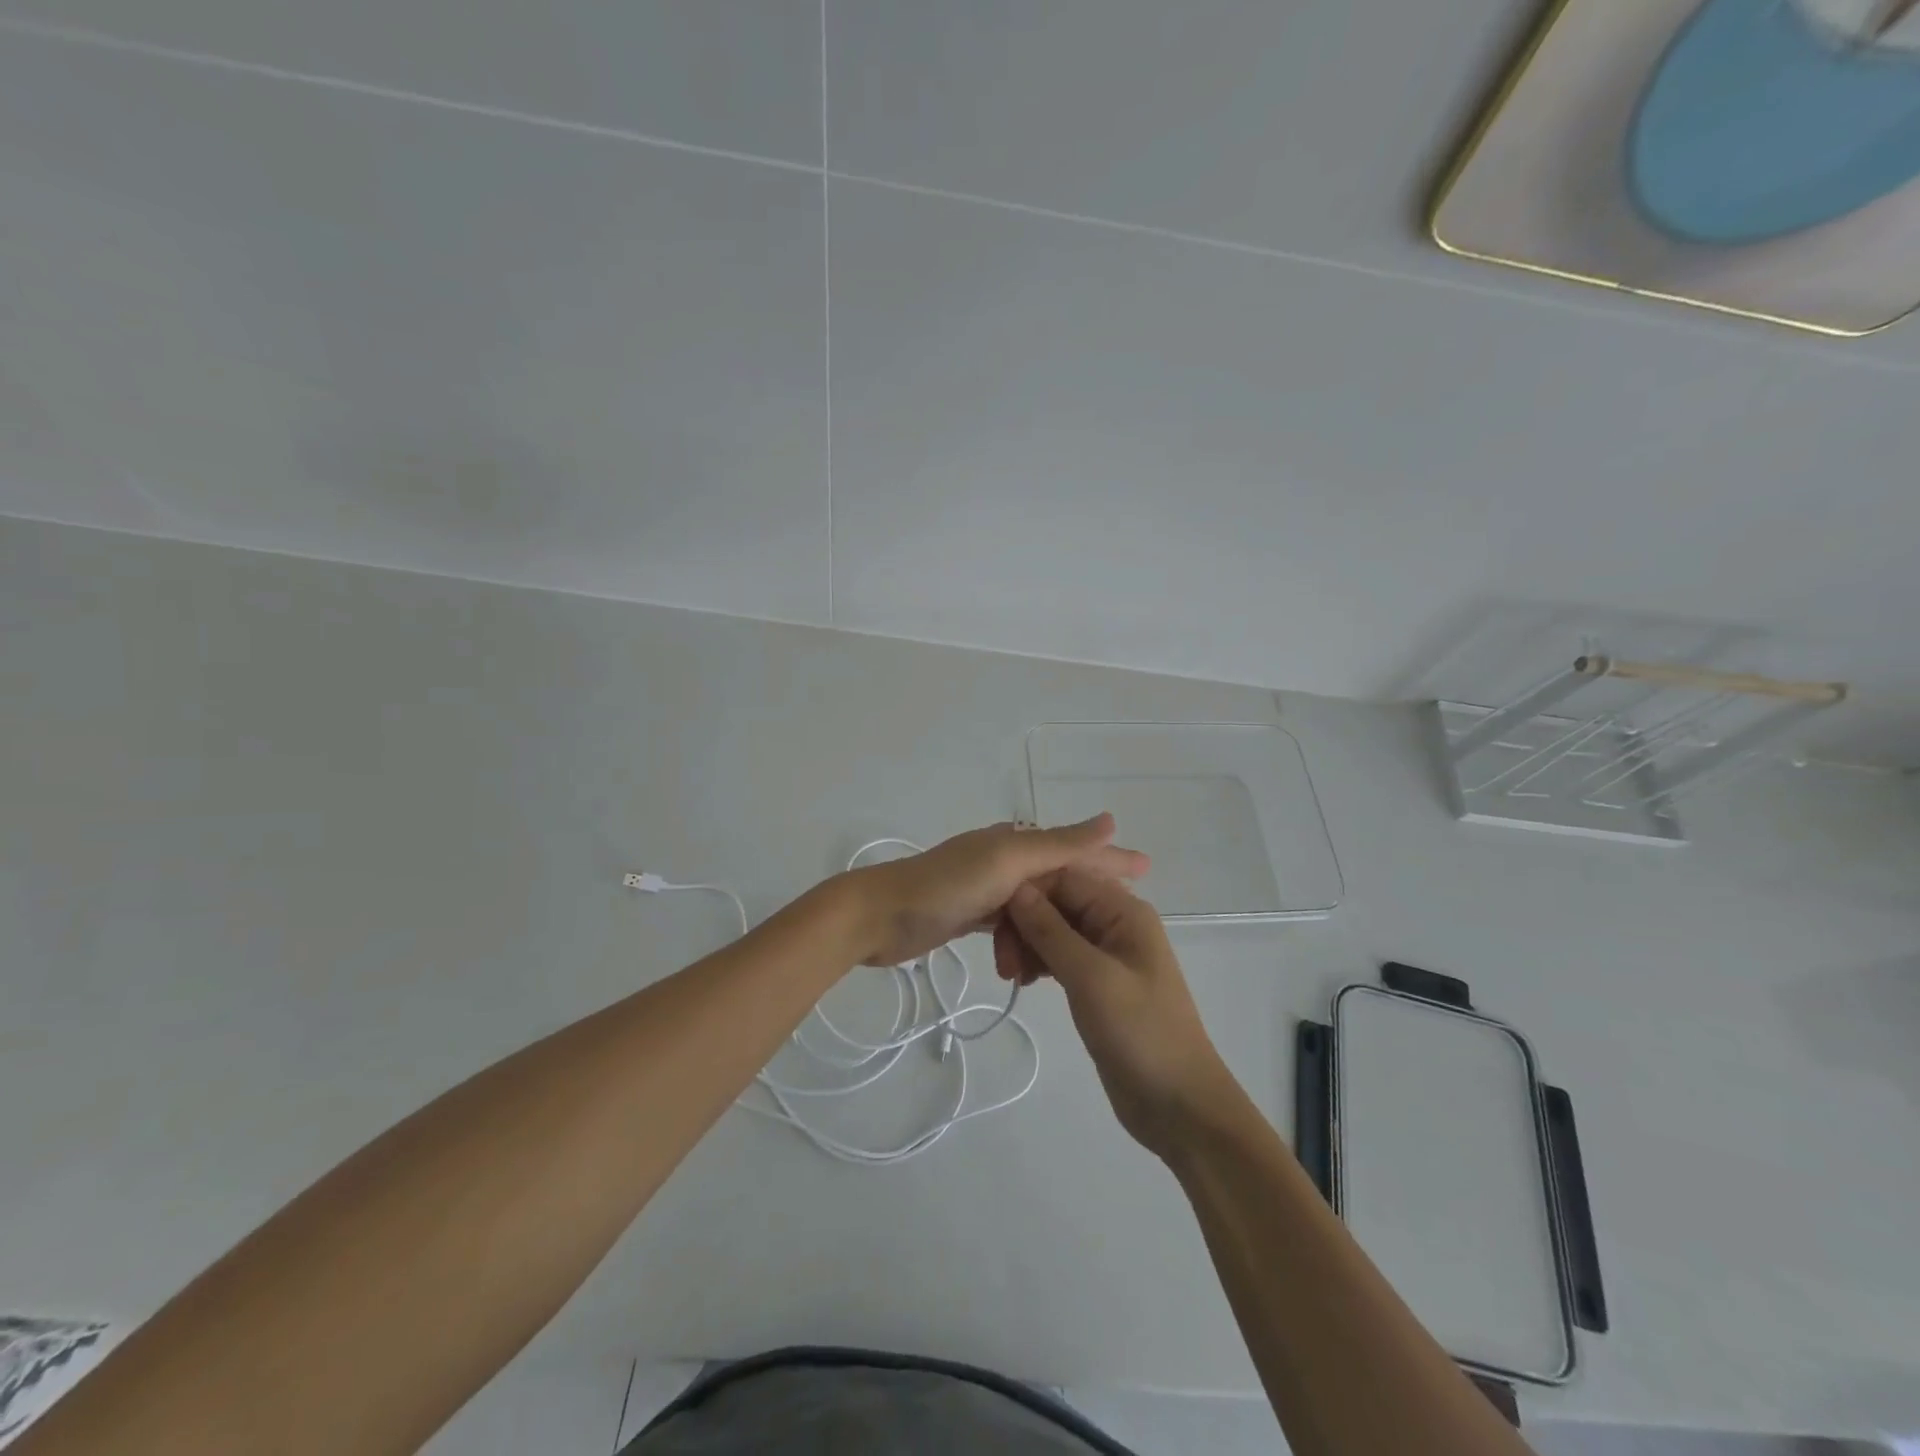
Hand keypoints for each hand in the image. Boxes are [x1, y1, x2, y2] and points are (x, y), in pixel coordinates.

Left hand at [846, 814, 1148, 968]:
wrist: (878, 918)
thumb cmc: (944, 886)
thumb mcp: (1006, 863)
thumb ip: (1057, 845)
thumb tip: (1109, 819)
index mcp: (1014, 841)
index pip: (1074, 848)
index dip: (1111, 857)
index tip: (1148, 869)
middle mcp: (1003, 859)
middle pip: (1058, 879)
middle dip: (1086, 900)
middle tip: (1118, 926)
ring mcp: (985, 887)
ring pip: (1036, 908)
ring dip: (1051, 932)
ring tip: (1064, 964)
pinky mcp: (969, 913)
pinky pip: (1011, 926)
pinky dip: (1023, 942)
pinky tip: (1026, 965)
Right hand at [998, 869, 1241, 1157]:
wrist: (1179, 1105)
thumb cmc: (1141, 1032)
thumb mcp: (1091, 977)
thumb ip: (1051, 930)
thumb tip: (1016, 888)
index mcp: (1123, 910)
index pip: (1064, 876)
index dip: (1027, 891)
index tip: (994, 920)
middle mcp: (1115, 922)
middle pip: (1057, 901)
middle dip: (1024, 922)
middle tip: (1002, 962)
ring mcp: (1107, 953)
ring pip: (1054, 929)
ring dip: (1027, 944)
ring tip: (1010, 977)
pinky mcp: (1097, 982)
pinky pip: (1060, 955)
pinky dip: (1038, 962)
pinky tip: (1022, 982)